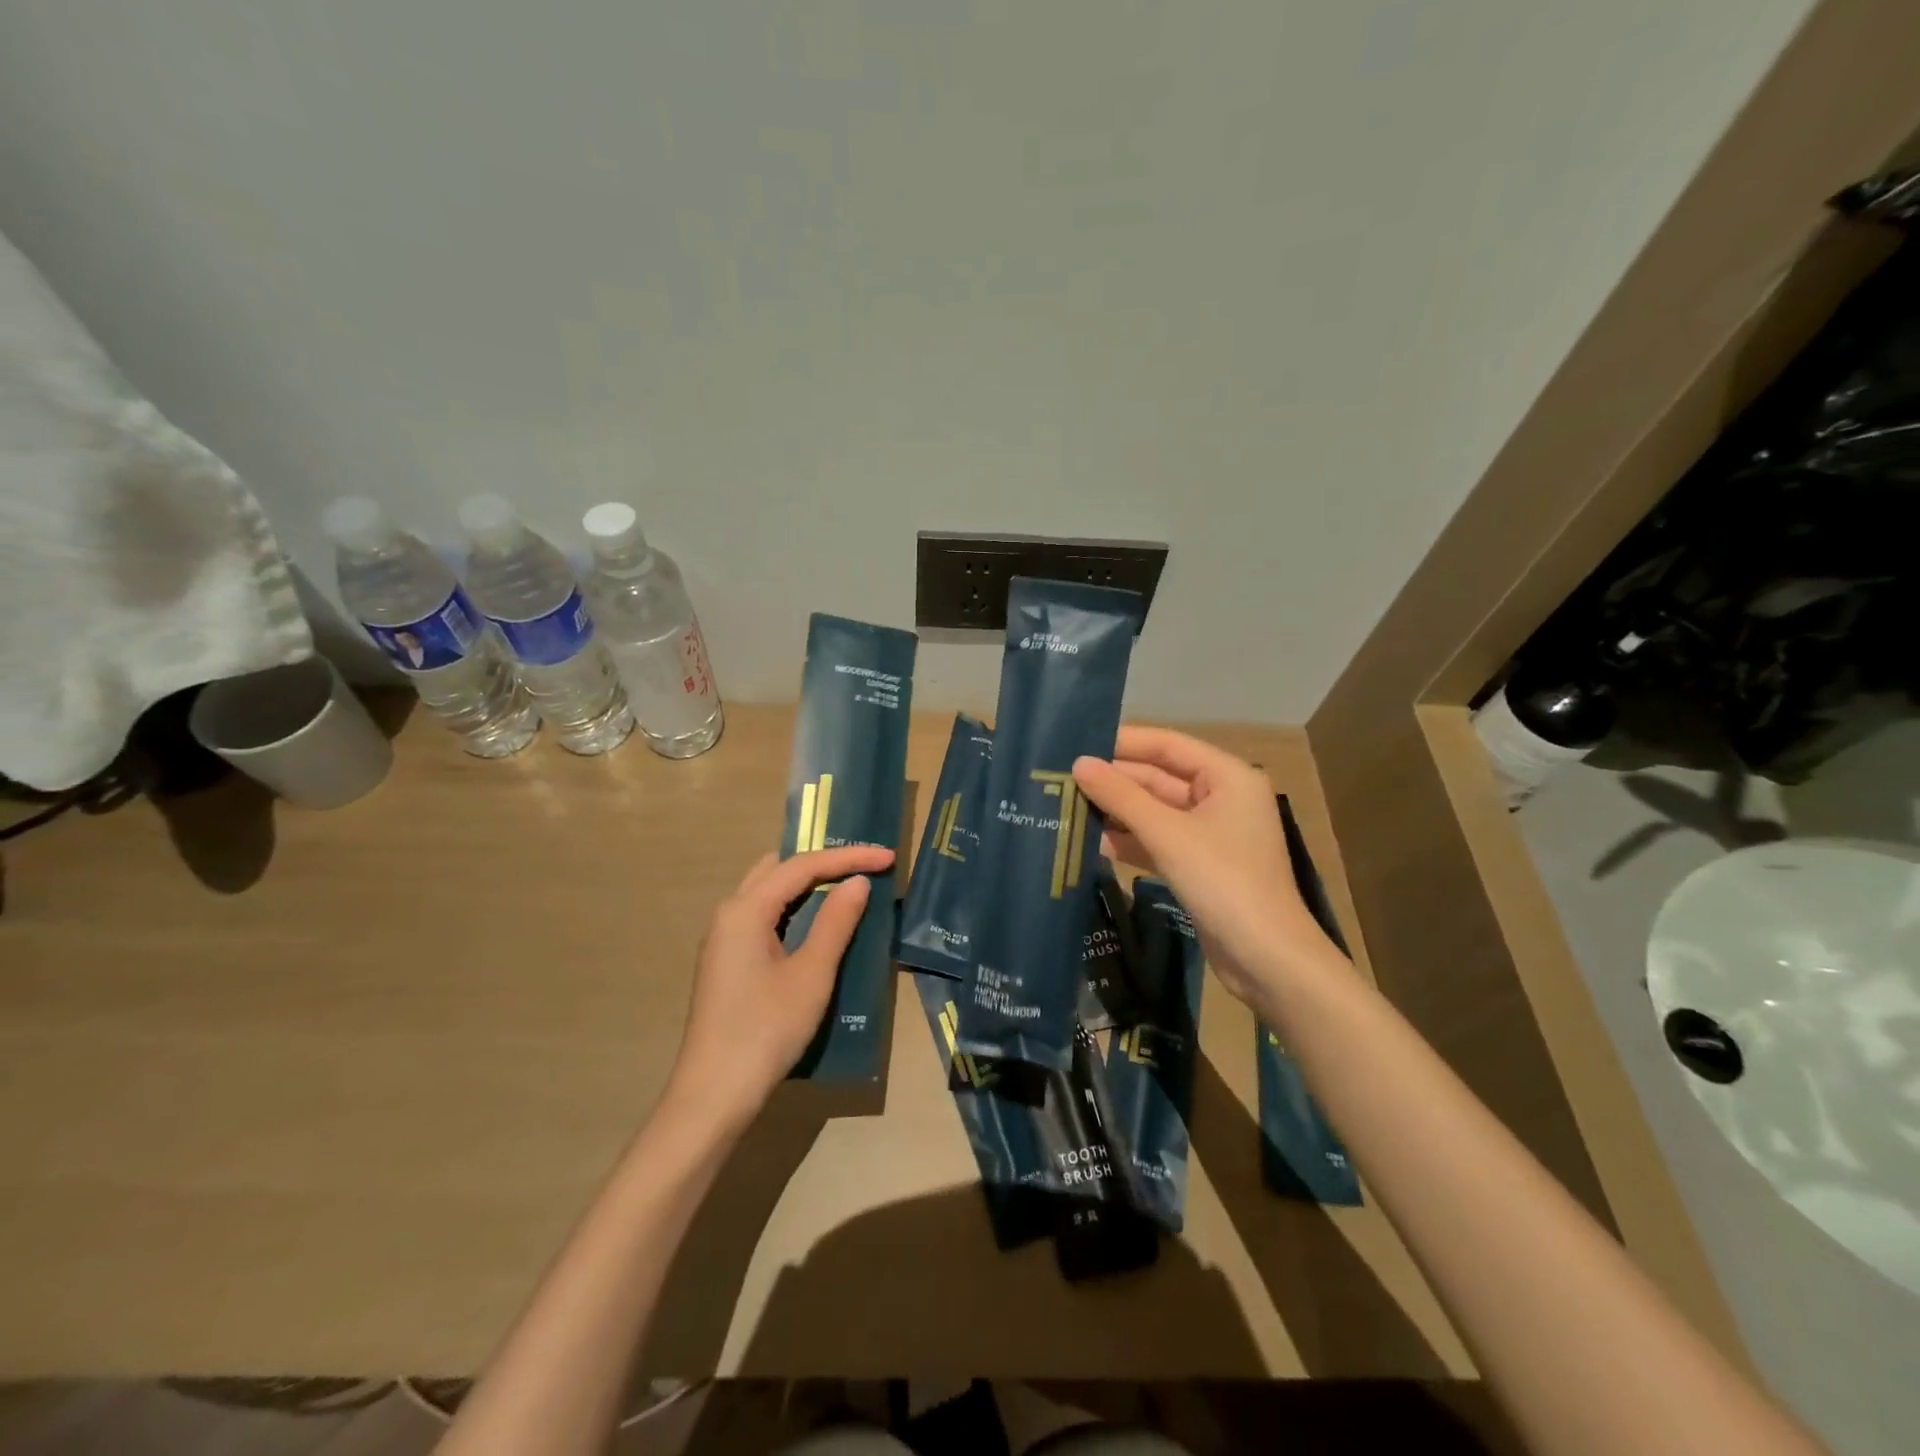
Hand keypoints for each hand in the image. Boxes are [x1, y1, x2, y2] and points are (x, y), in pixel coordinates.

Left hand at [663, 844, 894, 1133]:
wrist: (714, 1095)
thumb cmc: (766, 1030)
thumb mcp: (811, 975)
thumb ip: (836, 923)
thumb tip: (857, 882)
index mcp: (745, 910)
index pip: (801, 866)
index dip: (847, 857)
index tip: (887, 857)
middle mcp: (729, 914)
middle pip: (778, 869)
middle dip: (822, 861)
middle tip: (863, 865)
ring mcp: (723, 939)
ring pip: (767, 891)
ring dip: (806, 884)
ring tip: (846, 885)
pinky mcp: (727, 961)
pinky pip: (762, 916)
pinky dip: (792, 907)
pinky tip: (815, 922)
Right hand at [1073, 727, 1340, 1009]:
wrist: (1267, 960)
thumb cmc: (1224, 882)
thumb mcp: (1168, 834)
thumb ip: (1121, 796)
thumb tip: (1079, 763)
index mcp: (1227, 776)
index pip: (1167, 744)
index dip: (1123, 742)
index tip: (1077, 742)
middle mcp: (1221, 797)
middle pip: (1158, 777)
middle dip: (1114, 780)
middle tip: (1062, 778)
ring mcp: (1210, 833)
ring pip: (1155, 811)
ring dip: (1117, 811)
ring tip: (1067, 806)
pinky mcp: (1199, 864)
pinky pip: (1158, 840)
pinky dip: (1129, 840)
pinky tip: (1092, 841)